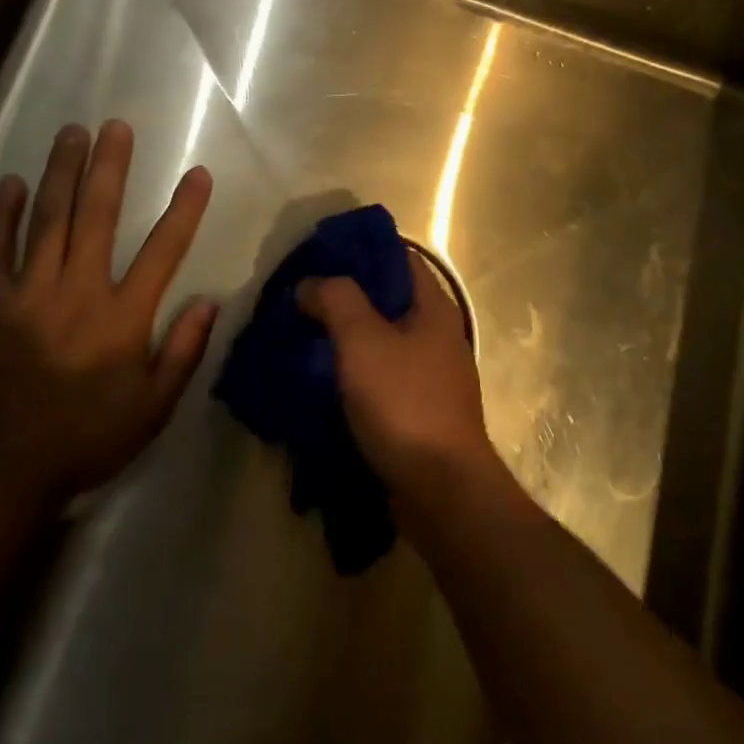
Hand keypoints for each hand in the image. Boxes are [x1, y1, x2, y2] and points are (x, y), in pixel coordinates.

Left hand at [0, 120, 215, 504]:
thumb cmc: (85, 441)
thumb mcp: (152, 409)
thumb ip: (183, 352)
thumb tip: (209, 302)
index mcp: (122, 318)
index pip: (164, 250)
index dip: (184, 209)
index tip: (198, 173)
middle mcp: (77, 293)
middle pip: (97, 217)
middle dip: (109, 167)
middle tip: (115, 126)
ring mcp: (28, 296)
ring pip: (47, 222)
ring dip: (61, 174)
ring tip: (71, 134)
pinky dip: (0, 217)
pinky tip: (10, 184)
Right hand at [297, 249, 496, 519]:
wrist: (441, 491)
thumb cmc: (405, 403)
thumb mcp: (363, 341)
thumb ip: (336, 300)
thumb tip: (311, 283)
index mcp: (435, 308)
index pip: (399, 258)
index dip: (361, 252)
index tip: (320, 257)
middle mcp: (438, 335)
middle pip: (388, 301)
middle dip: (346, 299)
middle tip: (302, 300)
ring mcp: (432, 376)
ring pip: (383, 342)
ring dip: (347, 339)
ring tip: (303, 337)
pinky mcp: (420, 411)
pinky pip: (382, 379)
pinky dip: (355, 374)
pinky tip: (322, 381)